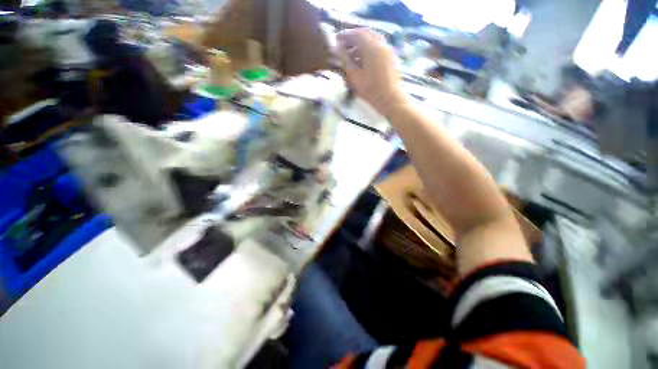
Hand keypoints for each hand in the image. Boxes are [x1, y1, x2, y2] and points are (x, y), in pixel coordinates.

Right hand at [337, 29, 405, 115]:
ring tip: (352, 55)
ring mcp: (387, 50)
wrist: (390, 99)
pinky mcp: (390, 57)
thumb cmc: (370, 90)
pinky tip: (362, 60)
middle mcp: (381, 44)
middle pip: (365, 34)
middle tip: (343, 46)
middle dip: (353, 38)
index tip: (336, 39)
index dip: (345, 35)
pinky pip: (378, 47)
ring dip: (361, 44)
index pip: (356, 34)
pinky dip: (368, 49)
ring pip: (372, 40)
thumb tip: (337, 48)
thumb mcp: (354, 76)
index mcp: (371, 47)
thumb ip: (345, 60)